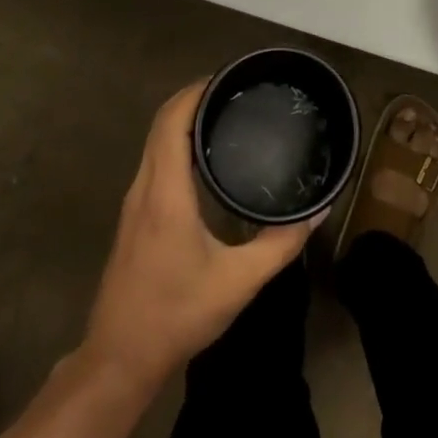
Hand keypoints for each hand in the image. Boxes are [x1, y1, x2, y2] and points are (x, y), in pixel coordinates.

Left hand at [82, 83, 316, 386]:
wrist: (119, 360)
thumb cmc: (177, 314)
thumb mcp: (239, 282)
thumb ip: (280, 244)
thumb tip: (318, 212)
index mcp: (166, 192)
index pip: (173, 120)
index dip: (197, 90)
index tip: (230, 77)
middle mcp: (144, 186)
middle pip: (162, 121)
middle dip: (194, 96)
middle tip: (235, 90)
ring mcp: (134, 201)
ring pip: (155, 140)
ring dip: (183, 118)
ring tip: (224, 112)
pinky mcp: (133, 216)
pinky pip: (154, 158)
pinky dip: (176, 140)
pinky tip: (203, 153)